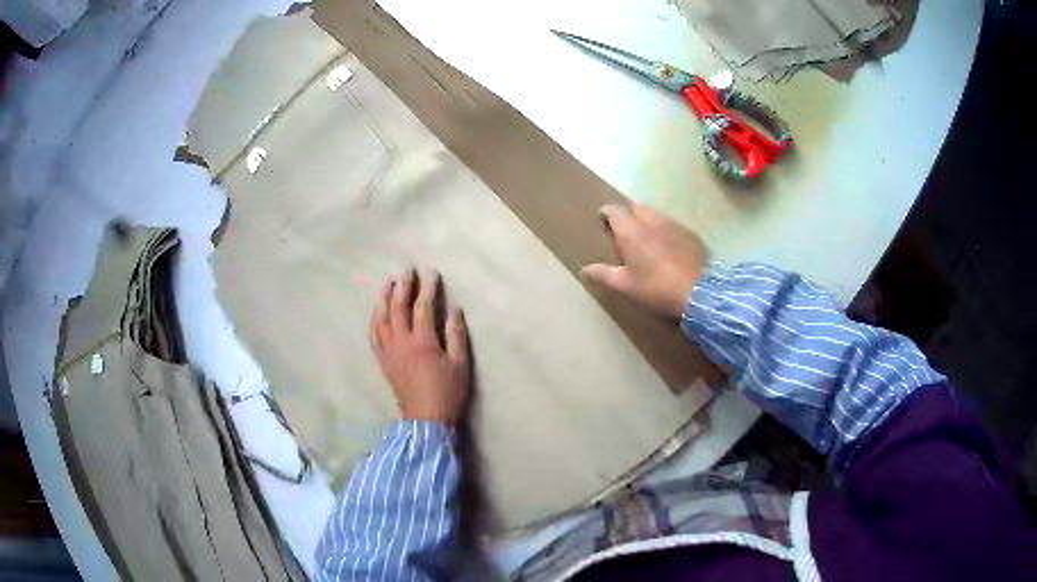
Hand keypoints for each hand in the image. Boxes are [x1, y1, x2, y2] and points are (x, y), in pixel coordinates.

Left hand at [370, 268, 470, 423]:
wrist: (426, 420)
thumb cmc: (447, 393)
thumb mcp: (460, 365)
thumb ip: (456, 335)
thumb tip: (454, 309)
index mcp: (422, 342)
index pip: (422, 307)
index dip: (427, 288)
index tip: (431, 272)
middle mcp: (401, 343)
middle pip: (397, 308)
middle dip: (402, 287)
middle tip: (407, 271)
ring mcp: (389, 352)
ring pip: (381, 319)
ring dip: (383, 298)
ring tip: (387, 283)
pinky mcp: (383, 361)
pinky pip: (374, 336)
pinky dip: (375, 320)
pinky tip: (377, 312)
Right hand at [582, 203, 707, 318]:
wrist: (699, 292)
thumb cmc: (656, 288)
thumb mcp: (625, 286)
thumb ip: (603, 275)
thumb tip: (584, 270)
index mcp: (631, 230)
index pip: (613, 210)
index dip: (606, 214)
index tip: (603, 223)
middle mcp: (651, 220)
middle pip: (636, 207)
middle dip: (628, 215)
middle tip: (624, 232)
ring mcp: (674, 225)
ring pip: (656, 215)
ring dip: (647, 221)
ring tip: (646, 239)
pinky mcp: (691, 234)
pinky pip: (672, 225)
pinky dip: (665, 231)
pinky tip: (668, 248)